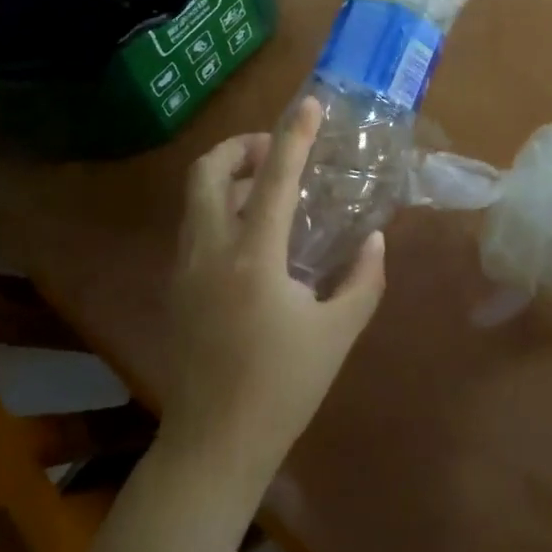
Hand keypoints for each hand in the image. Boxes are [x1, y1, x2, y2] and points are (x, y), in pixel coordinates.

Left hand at [161, 97, 386, 487]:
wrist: (213, 445)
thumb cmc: (282, 389)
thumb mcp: (337, 335)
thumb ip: (363, 280)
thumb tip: (375, 239)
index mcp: (253, 258)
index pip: (273, 178)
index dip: (294, 136)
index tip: (309, 105)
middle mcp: (210, 250)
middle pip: (207, 170)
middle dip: (240, 146)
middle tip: (274, 153)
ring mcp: (185, 267)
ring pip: (194, 195)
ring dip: (227, 175)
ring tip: (265, 188)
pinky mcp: (176, 286)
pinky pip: (193, 224)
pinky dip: (217, 206)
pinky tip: (250, 234)